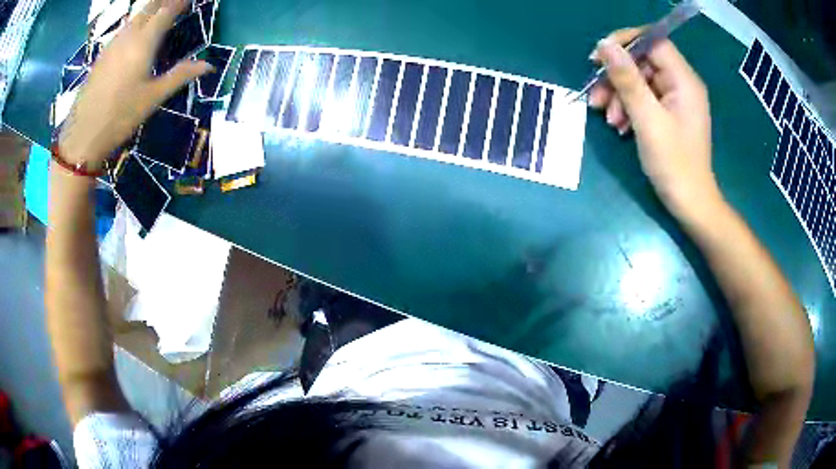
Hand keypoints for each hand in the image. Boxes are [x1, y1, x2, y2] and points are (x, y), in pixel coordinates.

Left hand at [59, 0, 210, 166]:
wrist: (82, 135)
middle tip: (175, 1)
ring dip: (149, 9)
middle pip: (149, 7)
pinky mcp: (102, 55)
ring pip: (134, 17)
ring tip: (159, 9)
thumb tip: (208, 65)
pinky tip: (137, 30)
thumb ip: (180, 76)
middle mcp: (128, 35)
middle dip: (164, 0)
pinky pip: (123, 29)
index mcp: (143, 42)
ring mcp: (112, 44)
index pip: (167, 10)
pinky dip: (135, 22)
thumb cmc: (120, 117)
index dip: (180, 1)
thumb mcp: (153, 98)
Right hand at [589, 28, 718, 215]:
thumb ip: (627, 79)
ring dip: (619, 95)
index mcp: (684, 80)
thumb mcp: (647, 119)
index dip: (625, 42)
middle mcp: (682, 84)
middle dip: (617, 77)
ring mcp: (676, 100)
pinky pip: (644, 99)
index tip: (598, 56)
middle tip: (595, 96)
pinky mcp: (670, 114)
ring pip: (640, 81)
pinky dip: (629, 108)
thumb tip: (604, 45)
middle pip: (643, 62)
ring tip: (607, 118)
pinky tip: (619, 126)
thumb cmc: (674, 163)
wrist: (690, 204)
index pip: (653, 41)